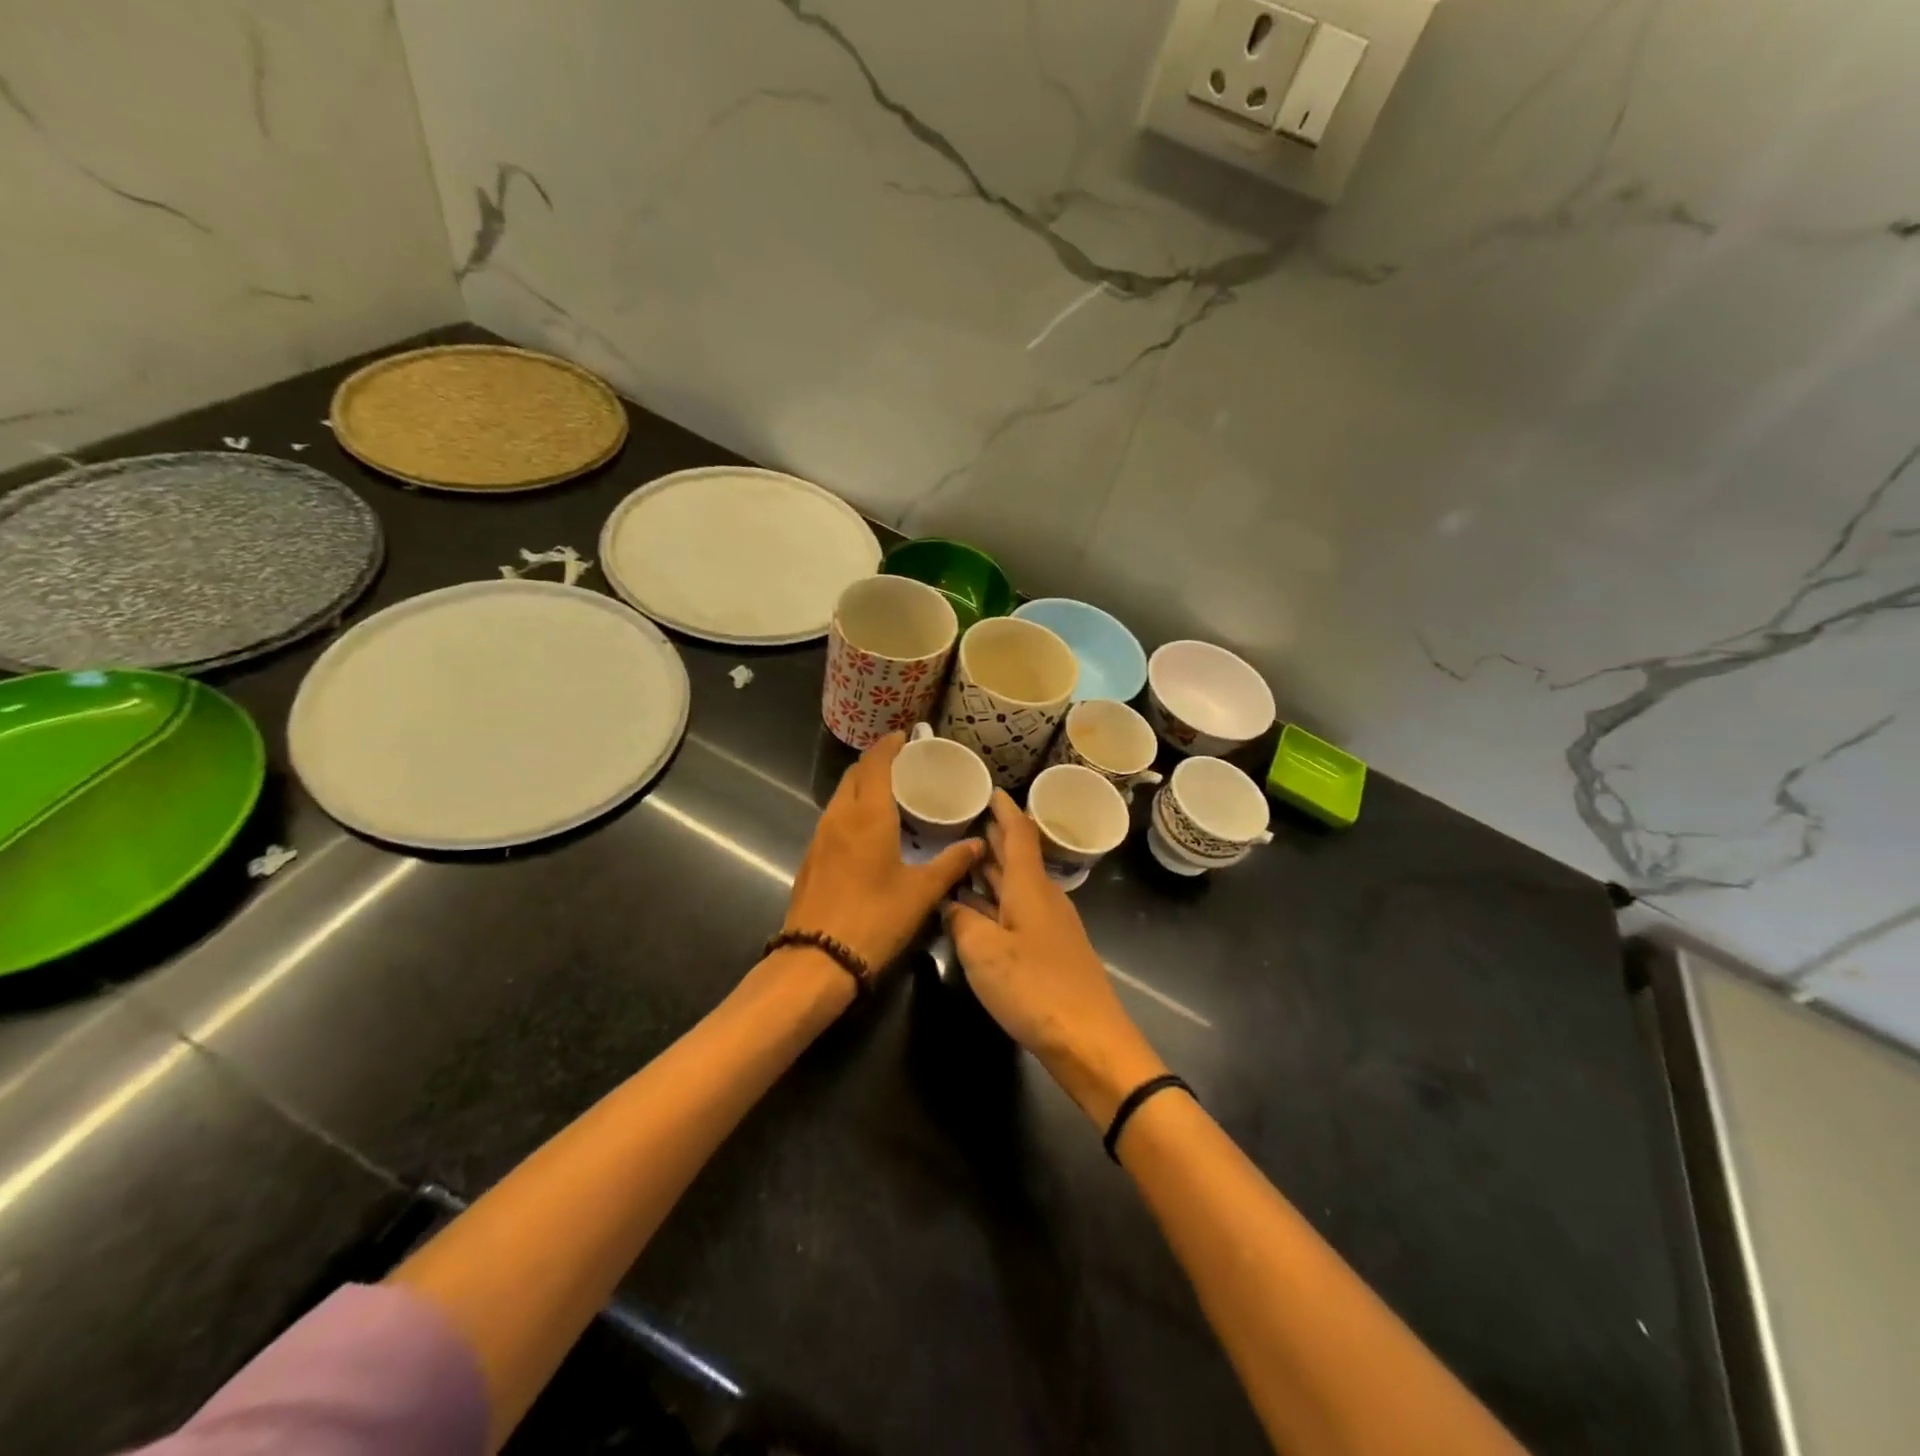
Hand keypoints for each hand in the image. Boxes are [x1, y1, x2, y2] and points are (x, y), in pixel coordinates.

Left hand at [781, 733, 983, 973]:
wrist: (817, 959)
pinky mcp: (811, 857)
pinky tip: (868, 828)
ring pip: (841, 795)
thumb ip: (951, 864)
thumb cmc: (875, 919)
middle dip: (876, 762)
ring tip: (889, 792)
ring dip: (861, 785)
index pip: (875, 763)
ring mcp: (820, 836)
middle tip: (903, 764)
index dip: (889, 745)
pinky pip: (833, 817)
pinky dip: (851, 808)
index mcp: (868, 815)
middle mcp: (840, 816)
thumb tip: (978, 844)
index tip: (905, 736)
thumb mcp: (921, 893)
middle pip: (854, 774)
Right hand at [944, 793, 1166, 1126]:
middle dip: (992, 838)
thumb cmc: (1034, 987)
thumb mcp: (983, 952)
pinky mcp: (1050, 951)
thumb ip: (961, 922)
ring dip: (991, 871)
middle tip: (963, 820)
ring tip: (962, 858)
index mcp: (1030, 887)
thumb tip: (951, 905)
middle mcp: (1043, 898)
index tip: (988, 790)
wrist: (1089, 1040)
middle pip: (1016, 858)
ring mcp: (1049, 926)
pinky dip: (994, 902)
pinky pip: (1017, 912)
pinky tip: (975, 910)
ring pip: (1015, 886)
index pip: (1018, 834)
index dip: (1003, 810)